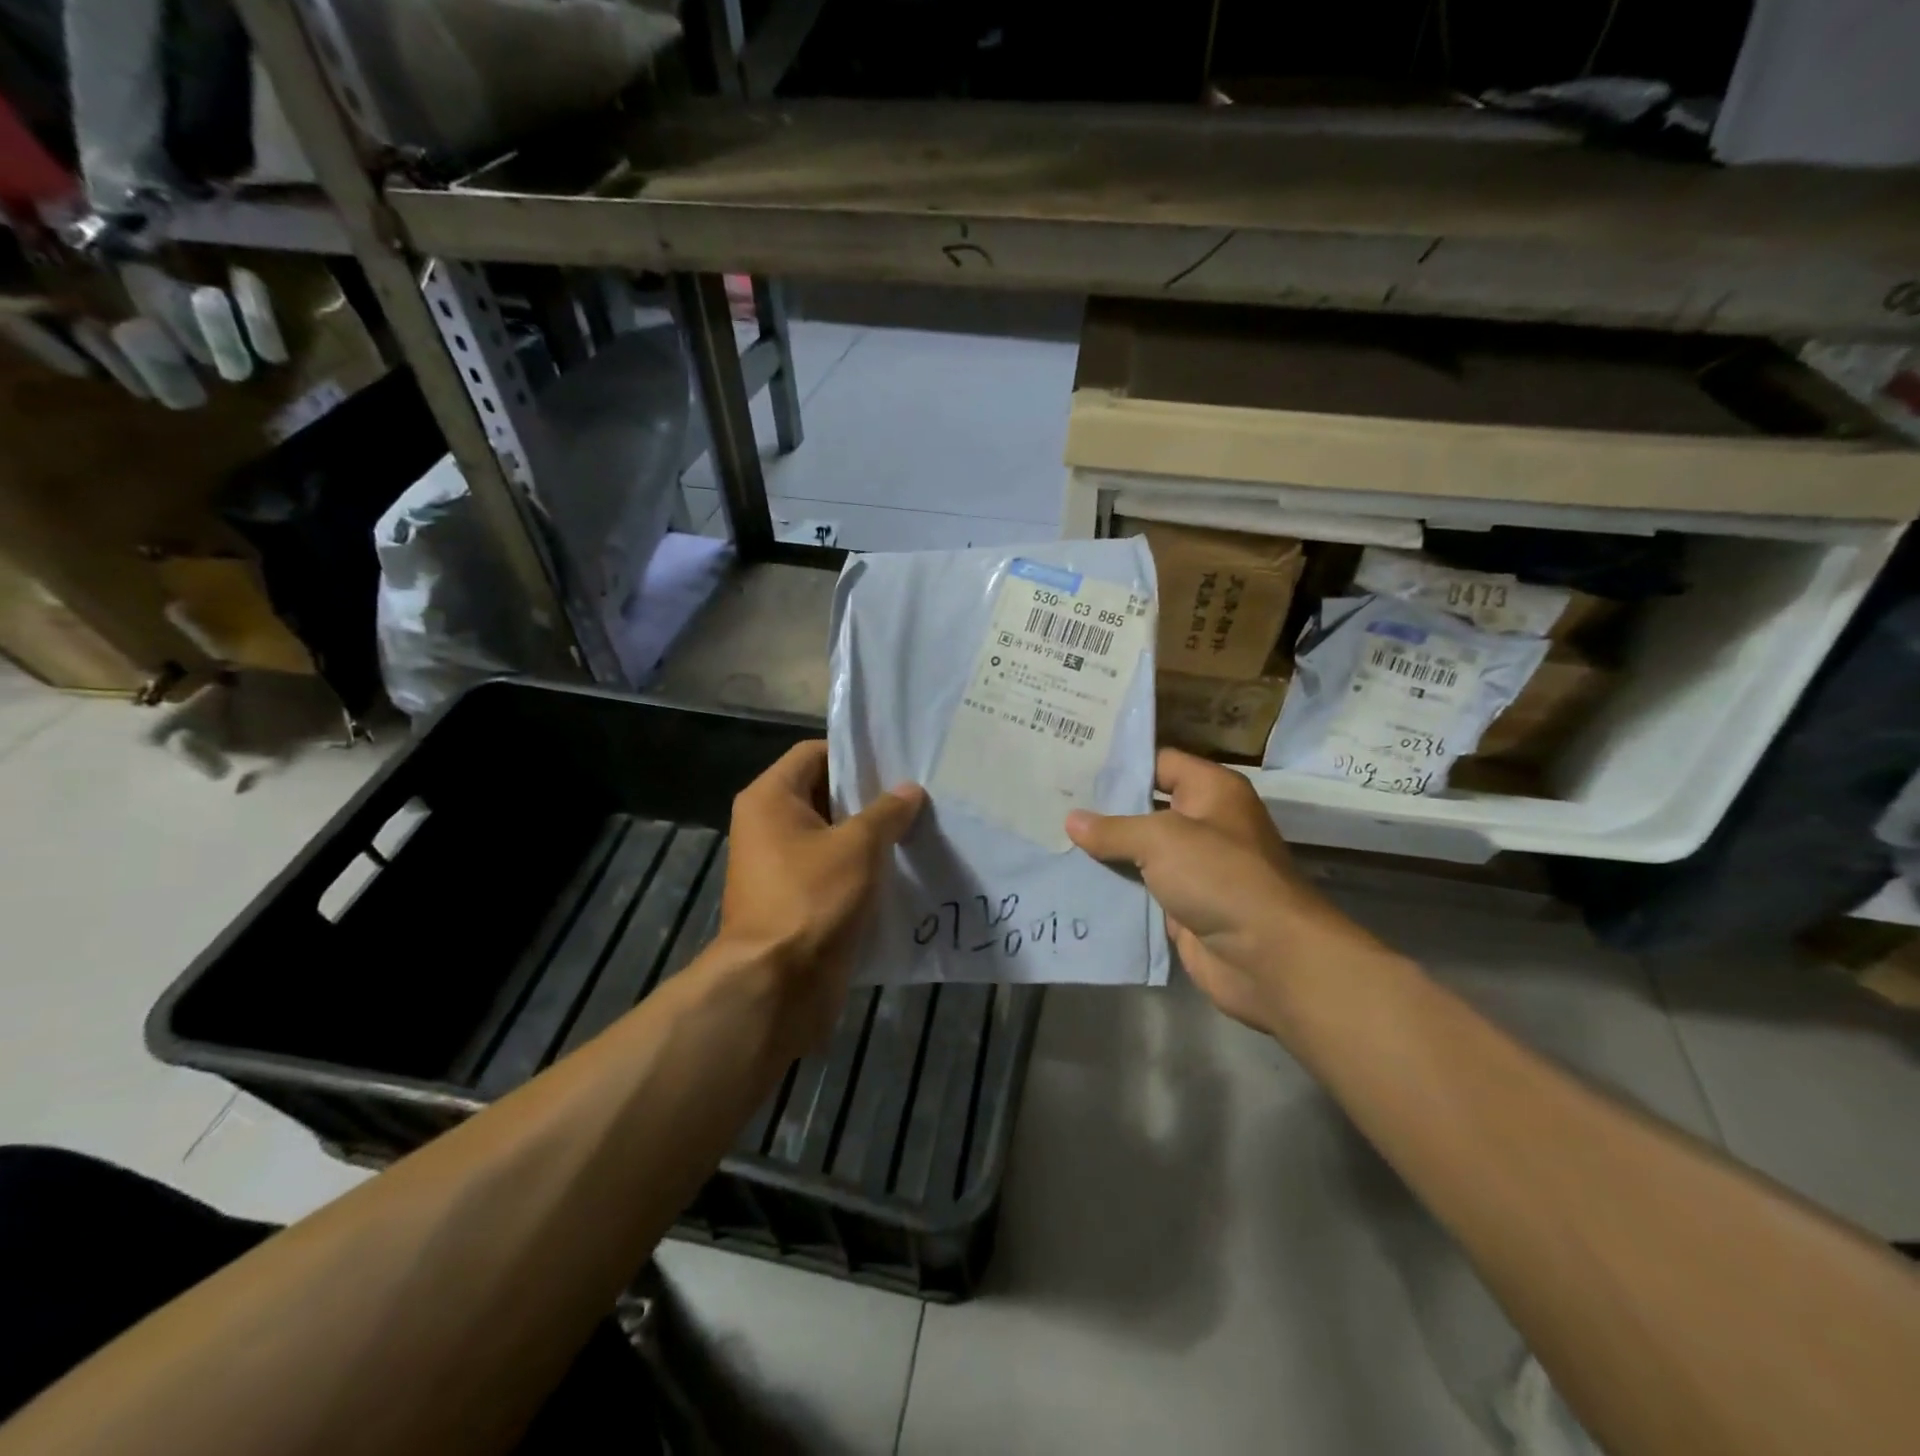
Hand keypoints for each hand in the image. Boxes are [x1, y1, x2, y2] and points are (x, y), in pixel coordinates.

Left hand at [716, 741, 924, 1044]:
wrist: (777, 985)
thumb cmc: (812, 898)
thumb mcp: (858, 846)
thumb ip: (887, 812)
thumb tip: (910, 790)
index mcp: (770, 798)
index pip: (814, 753)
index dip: (855, 754)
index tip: (897, 762)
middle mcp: (767, 825)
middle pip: (824, 794)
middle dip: (869, 797)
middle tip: (916, 795)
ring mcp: (778, 866)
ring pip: (831, 836)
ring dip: (869, 835)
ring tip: (916, 829)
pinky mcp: (794, 899)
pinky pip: (831, 870)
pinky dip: (860, 868)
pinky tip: (900, 869)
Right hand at [1065, 749, 1388, 1037]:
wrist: (1268, 957)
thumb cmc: (1220, 876)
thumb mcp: (1161, 840)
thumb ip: (1114, 829)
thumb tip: (1071, 820)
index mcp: (1211, 791)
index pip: (1158, 762)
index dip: (1118, 763)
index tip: (1072, 763)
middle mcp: (1204, 823)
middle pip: (1145, 807)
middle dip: (1102, 808)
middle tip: (1051, 800)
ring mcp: (1194, 867)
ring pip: (1140, 851)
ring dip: (1103, 851)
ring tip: (1051, 837)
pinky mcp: (1183, 905)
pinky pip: (1141, 888)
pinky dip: (1113, 886)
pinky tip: (1072, 879)